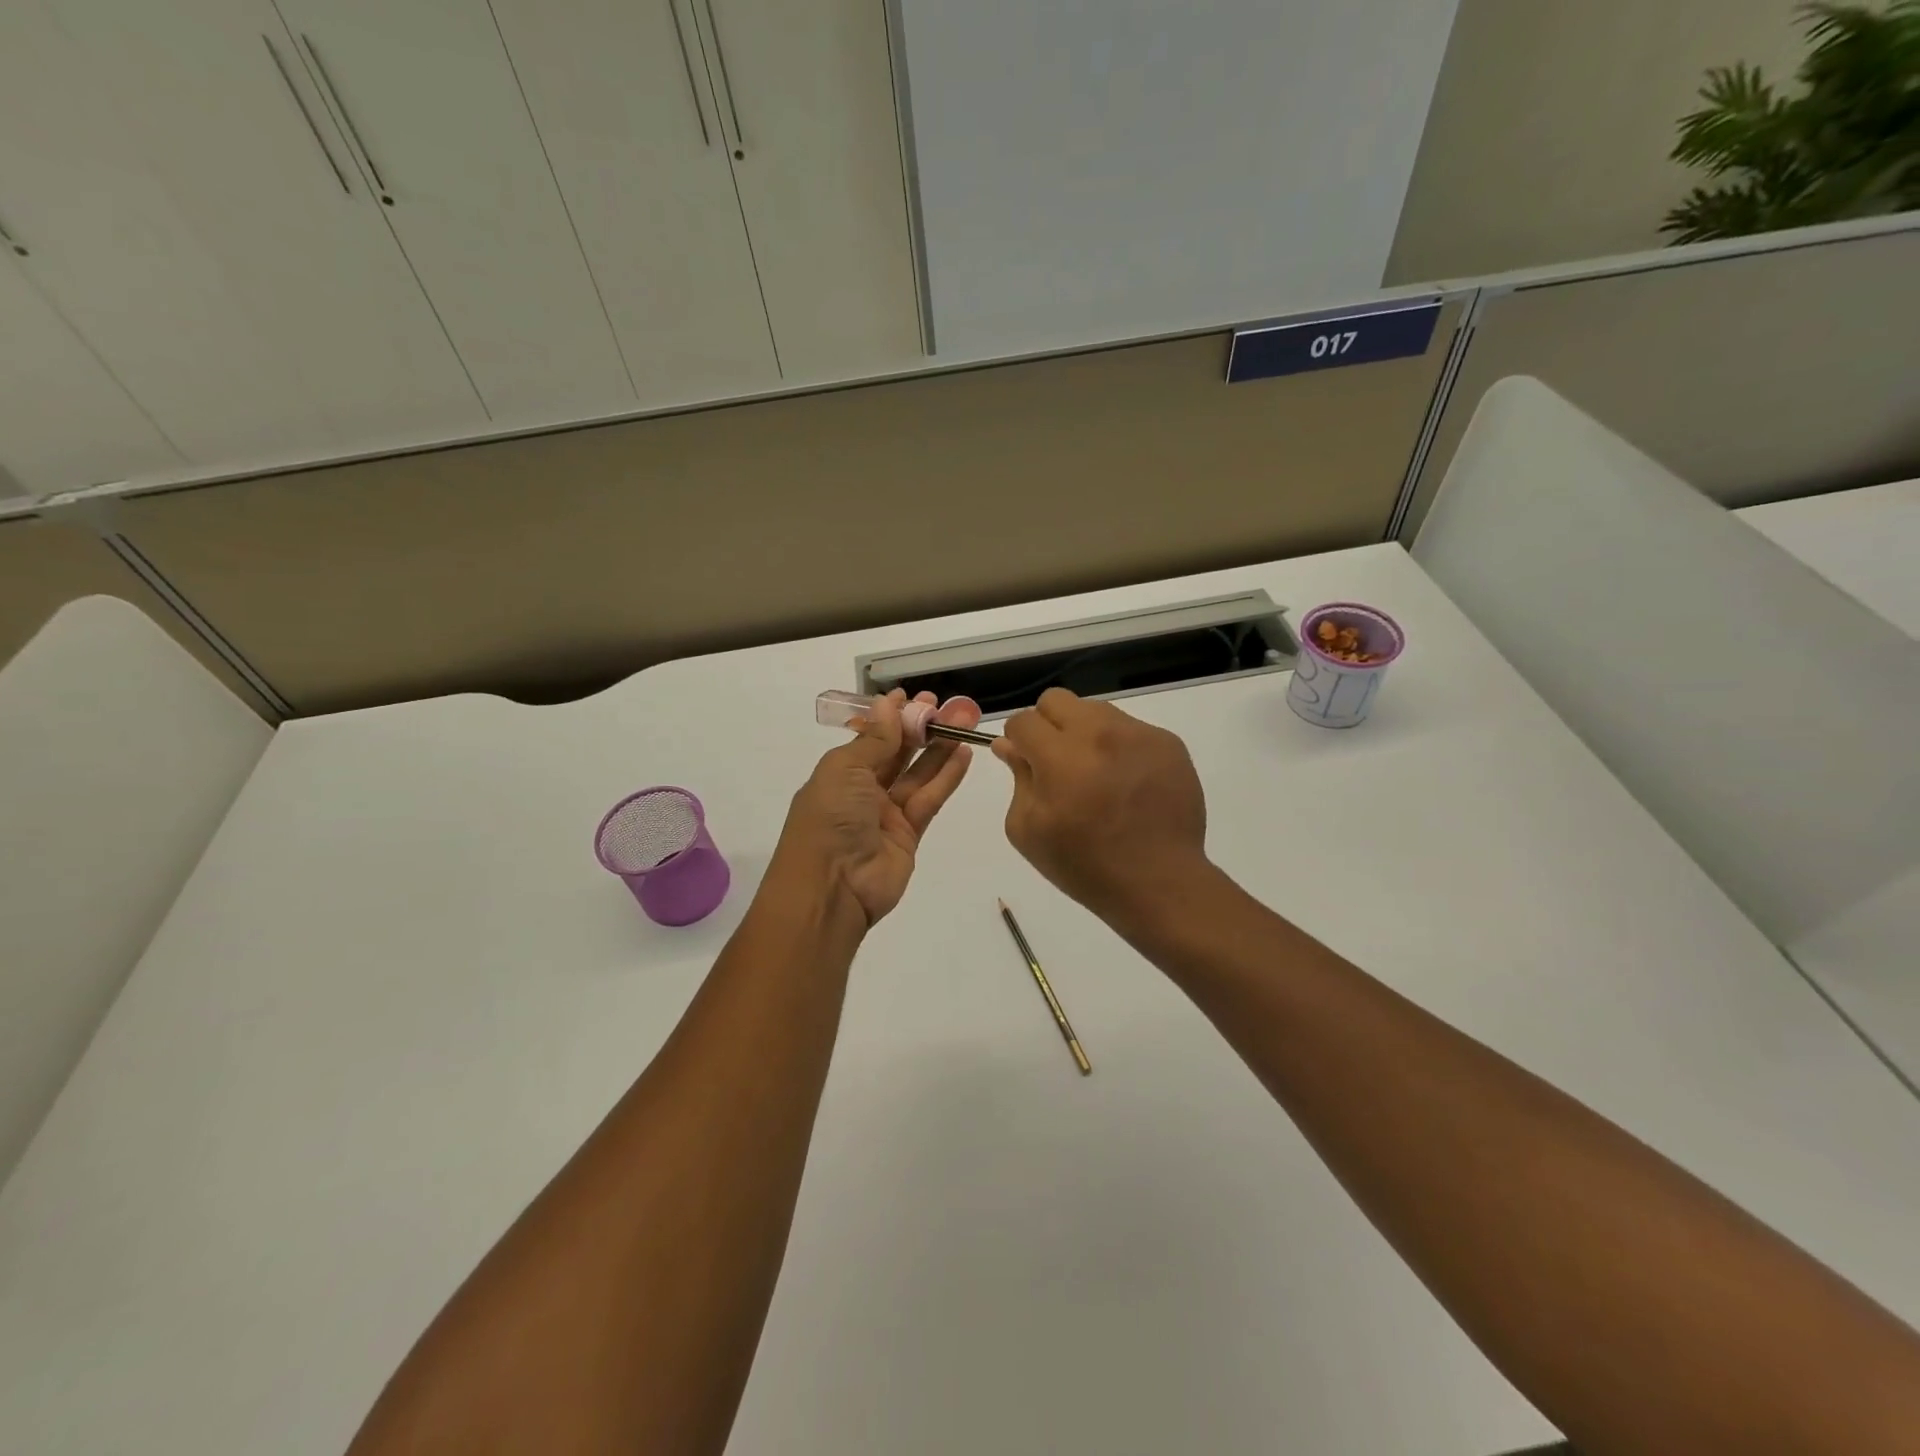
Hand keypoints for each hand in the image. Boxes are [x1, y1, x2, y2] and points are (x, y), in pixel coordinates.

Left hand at [771, 690, 982, 925]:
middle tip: (947, 706)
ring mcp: (886, 814)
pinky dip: (946, 777)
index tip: (914, 697)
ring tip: (964, 722)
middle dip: (920, 728)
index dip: (892, 717)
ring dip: (939, 748)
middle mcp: (862, 791)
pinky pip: (929, 799)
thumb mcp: (845, 770)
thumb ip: (875, 739)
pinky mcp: (909, 835)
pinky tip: (964, 754)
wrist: (832, 888)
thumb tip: (889, 704)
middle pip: (897, 753)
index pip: (870, 737)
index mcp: (839, 772)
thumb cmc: (830, 819)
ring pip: (918, 774)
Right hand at [993, 688, 1210, 929]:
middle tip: (1057, 762)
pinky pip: (1130, 728)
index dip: (1018, 740)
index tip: (1026, 761)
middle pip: (1056, 700)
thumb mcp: (1029, 831)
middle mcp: (1101, 734)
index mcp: (1061, 758)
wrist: (1159, 881)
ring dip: (1084, 733)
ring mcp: (1139, 734)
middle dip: (1047, 725)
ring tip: (1096, 773)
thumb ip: (1017, 778)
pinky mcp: (1168, 742)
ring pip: (1095, 710)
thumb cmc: (1084, 865)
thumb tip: (1009, 746)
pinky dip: (1119, 747)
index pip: (1023, 720)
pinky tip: (1126, 782)